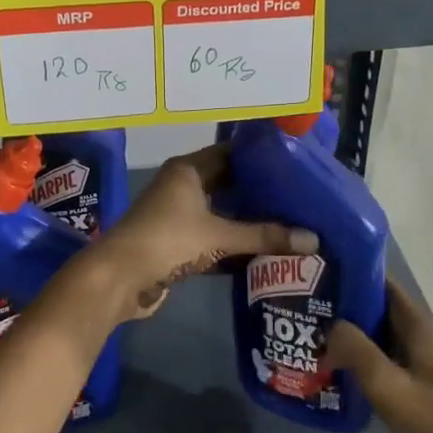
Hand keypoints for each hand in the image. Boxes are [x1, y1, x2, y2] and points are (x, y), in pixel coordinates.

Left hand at [94, 145, 317, 322]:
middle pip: (227, 185)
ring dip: (247, 222)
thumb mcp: (219, 235)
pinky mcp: (176, 244)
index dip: (259, 159)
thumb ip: (264, 236)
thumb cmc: (167, 240)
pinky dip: (233, 245)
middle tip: (298, 198)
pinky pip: (212, 238)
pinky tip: (262, 254)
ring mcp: (177, 216)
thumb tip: (313, 240)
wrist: (119, 278)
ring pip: (220, 214)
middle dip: (258, 193)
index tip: (292, 165)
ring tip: (289, 224)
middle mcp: (182, 186)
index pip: (230, 154)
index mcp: (188, 170)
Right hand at [325, 278, 432, 432]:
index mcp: (419, 328)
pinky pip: (378, 357)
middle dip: (345, 302)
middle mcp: (418, 337)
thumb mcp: (389, 387)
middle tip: (306, 300)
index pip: (384, 284)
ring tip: (311, 327)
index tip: (321, 269)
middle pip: (377, 307)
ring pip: (375, 333)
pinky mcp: (410, 384)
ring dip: (348, 330)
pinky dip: (356, 354)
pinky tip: (330, 362)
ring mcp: (415, 362)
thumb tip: (330, 326)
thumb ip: (358, 351)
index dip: (355, 272)